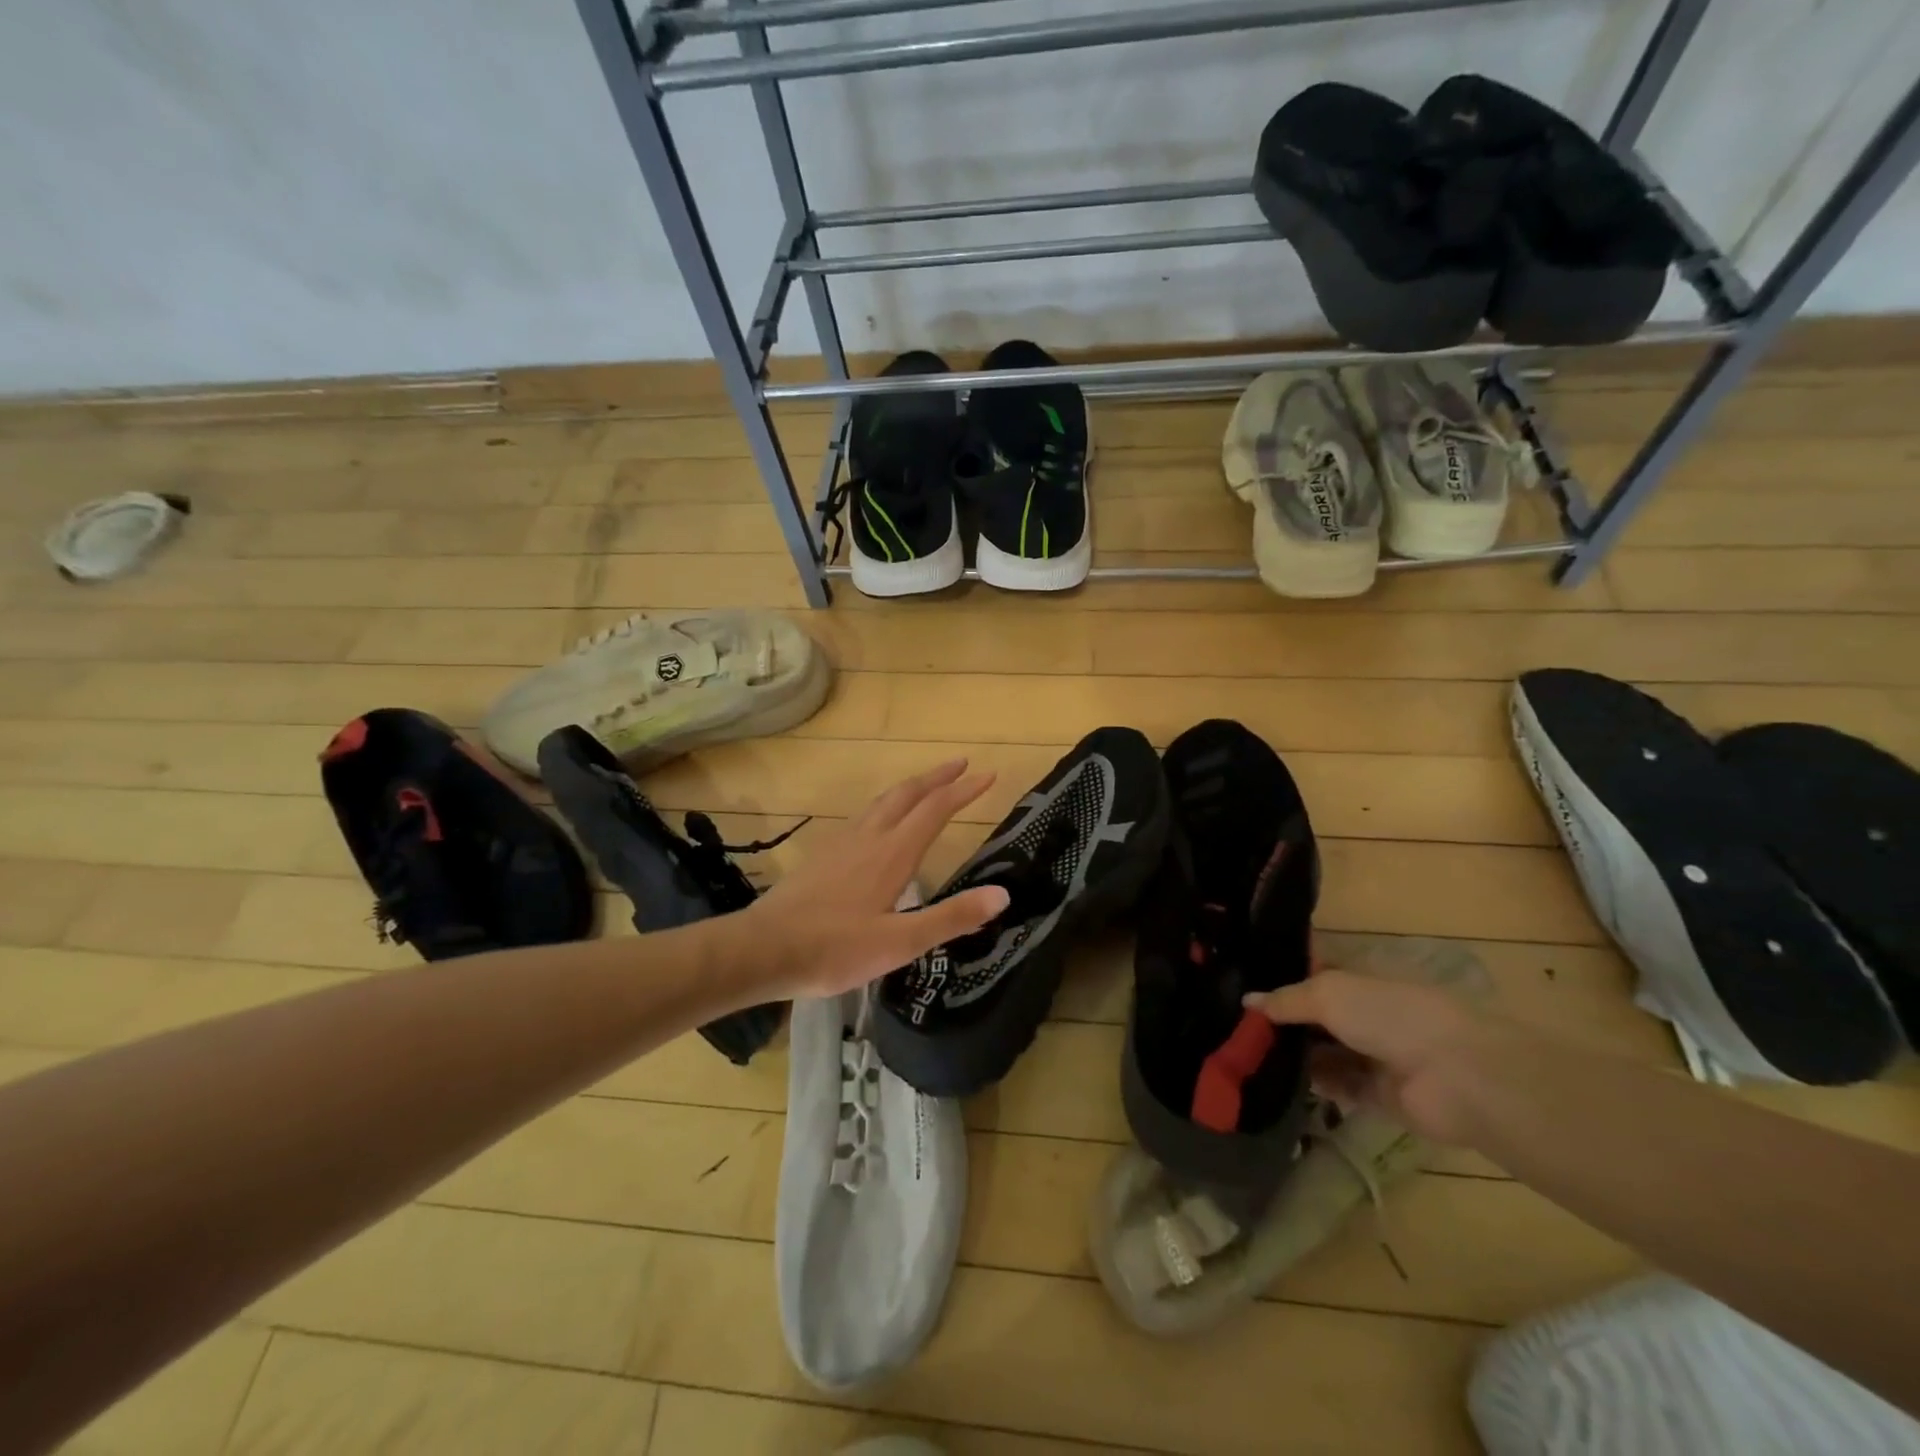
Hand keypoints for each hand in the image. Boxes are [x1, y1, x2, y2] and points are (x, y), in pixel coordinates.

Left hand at [744, 759, 1009, 999]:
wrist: (763, 949)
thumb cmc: (835, 949)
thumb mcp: (901, 942)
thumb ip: (952, 918)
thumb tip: (1002, 894)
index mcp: (893, 853)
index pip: (935, 809)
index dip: (964, 790)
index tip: (989, 774)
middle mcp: (869, 837)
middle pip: (907, 794)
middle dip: (937, 777)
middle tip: (961, 764)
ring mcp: (842, 843)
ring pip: (882, 801)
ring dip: (910, 787)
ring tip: (926, 785)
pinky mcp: (823, 854)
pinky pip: (863, 816)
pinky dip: (885, 805)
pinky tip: (878, 822)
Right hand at [1245, 966, 1506, 1144]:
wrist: (1456, 1075)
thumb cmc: (1390, 1014)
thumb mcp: (1327, 993)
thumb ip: (1285, 1000)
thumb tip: (1247, 1001)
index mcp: (1359, 979)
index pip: (1313, 974)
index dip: (1281, 978)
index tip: (1241, 984)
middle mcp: (1366, 1013)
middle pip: (1315, 1016)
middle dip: (1281, 1021)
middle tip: (1234, 1026)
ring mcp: (1375, 1054)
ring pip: (1324, 1052)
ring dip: (1293, 1055)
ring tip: (1246, 1057)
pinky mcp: (1380, 1095)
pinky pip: (1338, 1087)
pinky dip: (1313, 1085)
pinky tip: (1276, 1084)